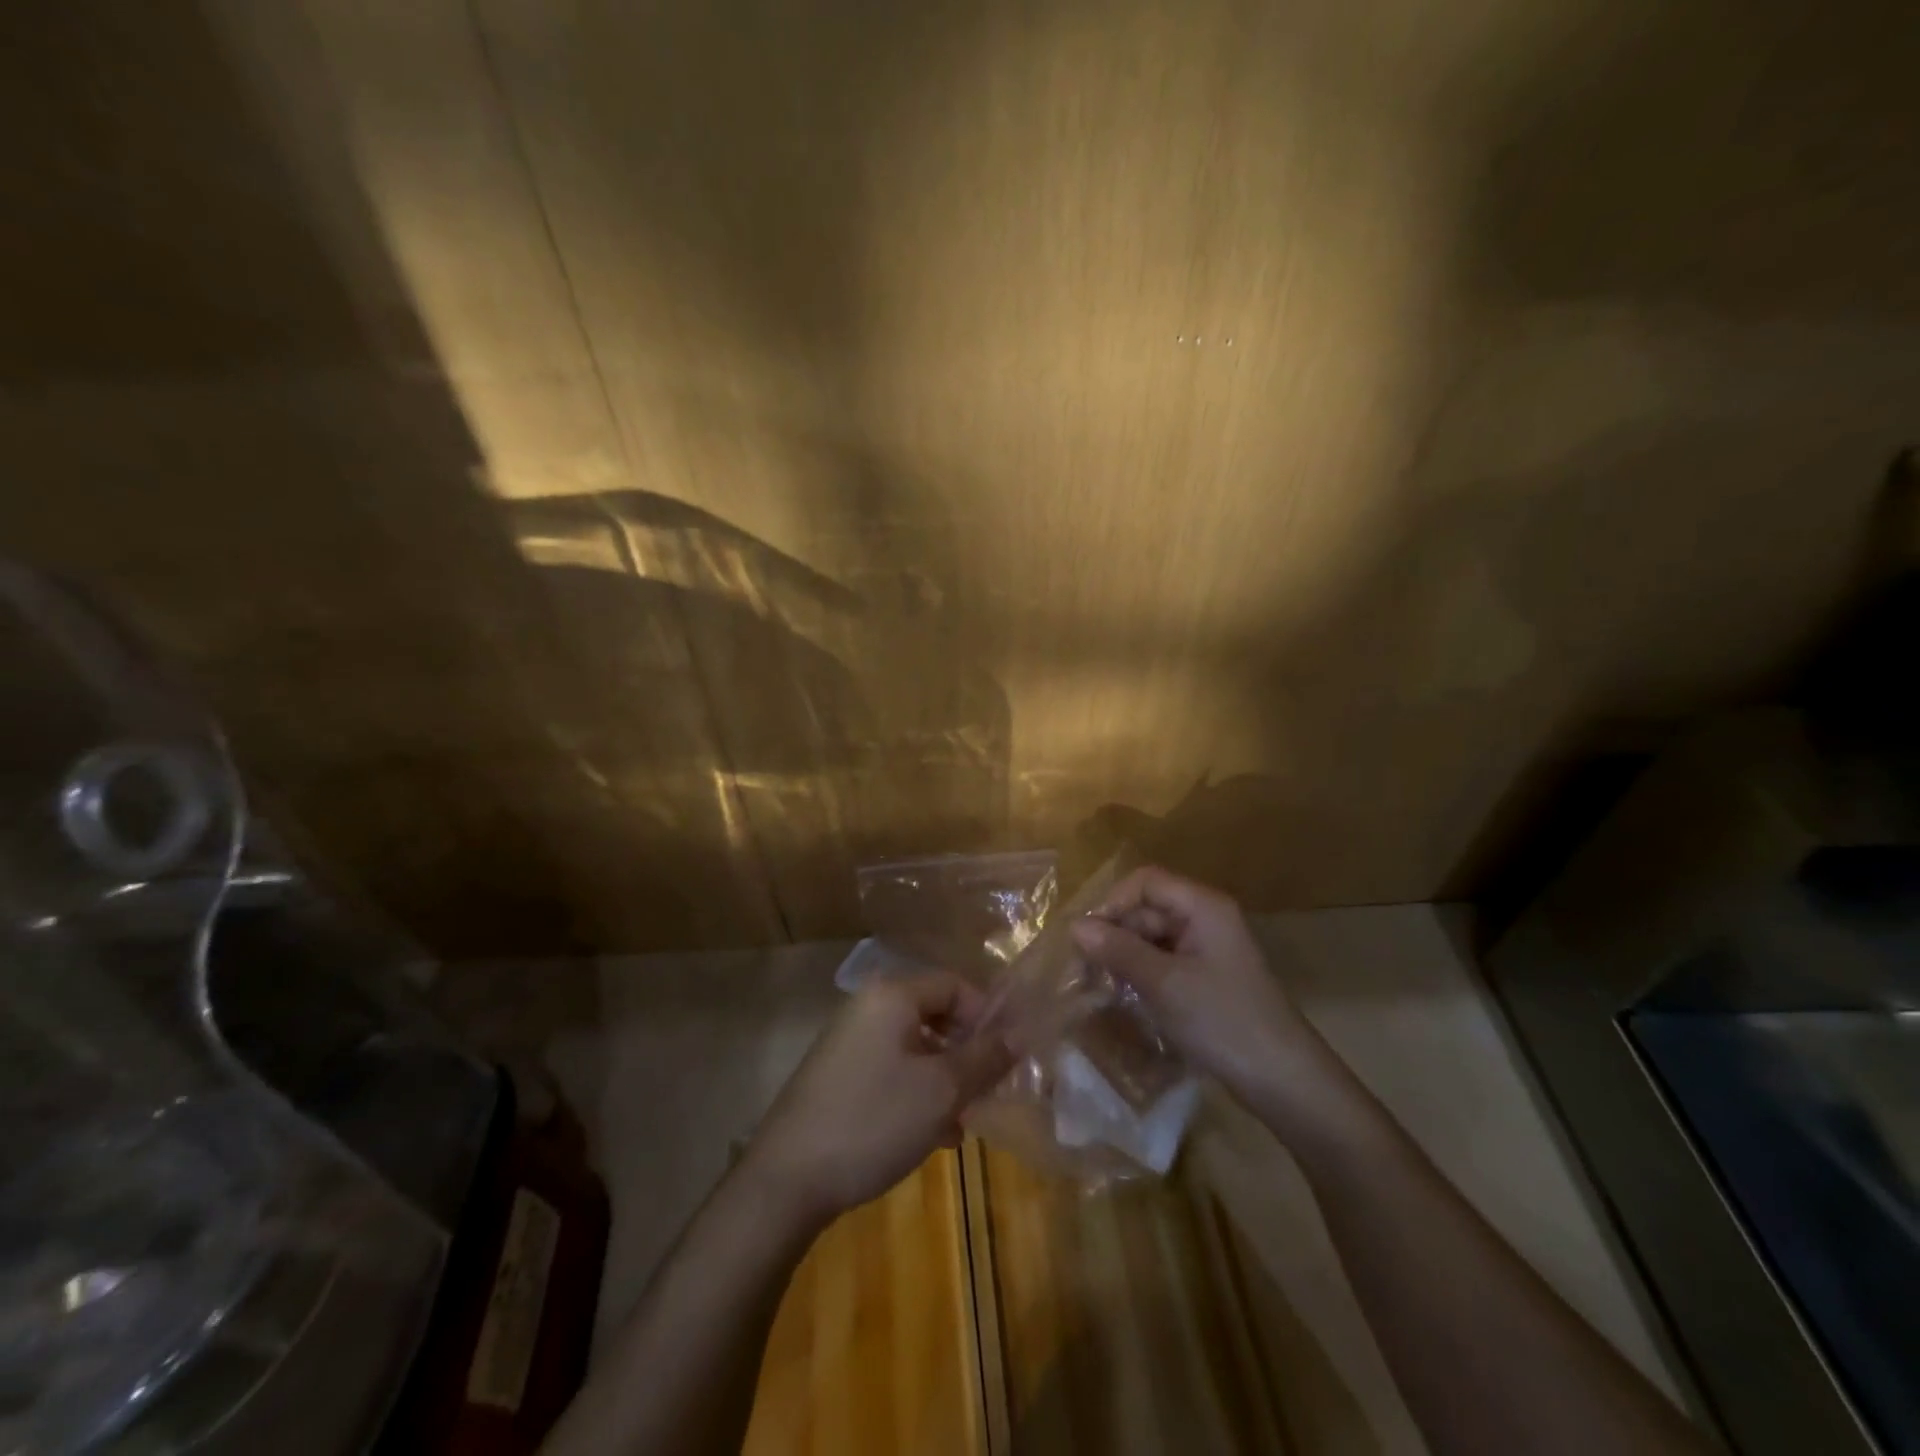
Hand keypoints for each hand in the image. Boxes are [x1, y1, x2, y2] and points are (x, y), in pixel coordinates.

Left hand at [745, 973, 1010, 1225]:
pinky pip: (892, 1070)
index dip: (987, 1016)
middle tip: (989, 1092)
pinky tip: (934, 1136)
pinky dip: (917, 1093)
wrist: (787, 1179)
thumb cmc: (874, 1120)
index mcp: (892, 996)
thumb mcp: (942, 1090)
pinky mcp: (838, 1075)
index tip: (1007, 1058)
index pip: (954, 985)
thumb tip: (1018, 1034)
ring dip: (945, 1079)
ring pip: (915, 1048)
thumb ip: (985, 1058)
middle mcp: (868, 1007)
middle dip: (967, 1053)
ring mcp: (849, 1042)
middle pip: (935, 1015)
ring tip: (965, 1121)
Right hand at [1069, 866, 1317, 1100]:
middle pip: (1147, 909)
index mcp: (1203, 906)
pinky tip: (1126, 999)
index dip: (1112, 903)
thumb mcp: (1163, 983)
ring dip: (1124, 957)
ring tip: (1100, 988)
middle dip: (1115, 934)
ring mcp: (1209, 949)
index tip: (1087, 939)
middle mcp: (1206, 918)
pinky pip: (1165, 962)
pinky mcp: (1208, 978)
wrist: (1283, 1080)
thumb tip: (1074, 926)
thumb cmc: (1223, 1021)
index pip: (1145, 882)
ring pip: (1153, 938)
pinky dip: (1142, 975)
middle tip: (1085, 972)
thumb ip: (1118, 950)